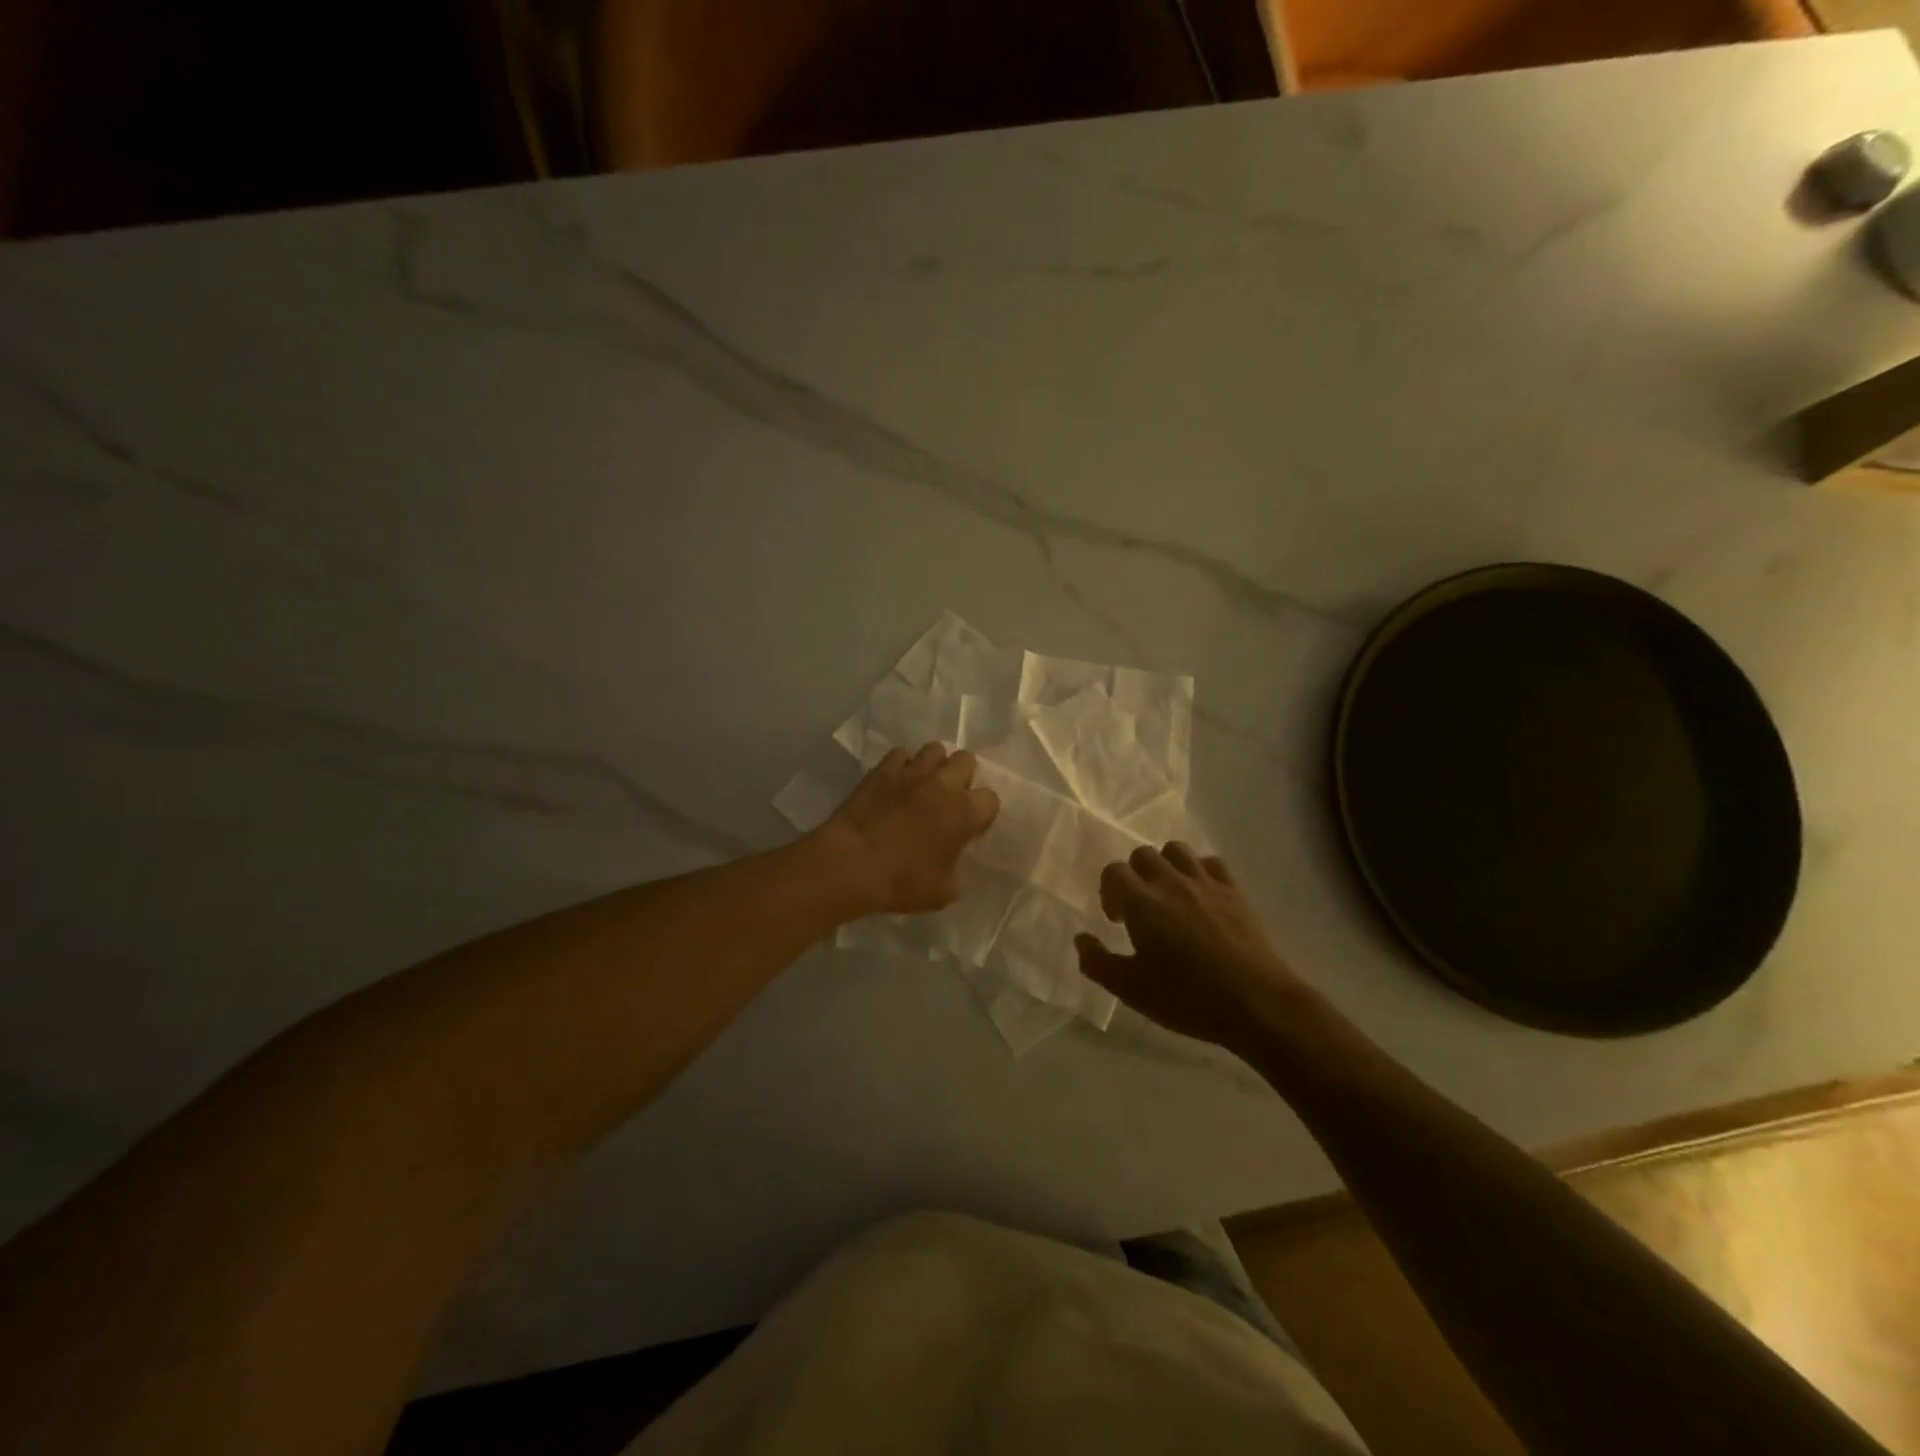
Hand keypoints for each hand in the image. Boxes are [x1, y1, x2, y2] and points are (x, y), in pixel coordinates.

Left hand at [812, 744, 999, 914]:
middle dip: (963, 776)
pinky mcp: (881, 770)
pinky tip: (896, 783)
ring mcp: (911, 772)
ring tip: (924, 785)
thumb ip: (955, 868)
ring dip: (934, 765)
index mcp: (964, 812)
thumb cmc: (901, 881)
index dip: (982, 813)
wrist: (850, 864)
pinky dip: (902, 765)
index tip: (970, 828)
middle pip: (966, 759)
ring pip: (934, 749)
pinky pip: (900, 754)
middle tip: (950, 799)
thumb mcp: (943, 892)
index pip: (990, 799)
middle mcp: (942, 784)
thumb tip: (950, 859)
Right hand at [1075, 843, 1313, 1049]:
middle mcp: (1171, 882)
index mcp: (1142, 902)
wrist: (1256, 1003)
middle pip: (1142, 855)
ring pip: (1177, 850)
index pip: (1113, 871)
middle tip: (1140, 909)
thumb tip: (1081, 939)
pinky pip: (1212, 862)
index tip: (1117, 920)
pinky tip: (1201, 896)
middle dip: (1134, 875)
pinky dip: (1200, 871)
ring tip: (1169, 894)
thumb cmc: (1187, 998)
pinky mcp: (1235, 891)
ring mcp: (1206, 883)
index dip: (1109, 891)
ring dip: (1166, 865)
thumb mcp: (1131, 990)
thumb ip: (1097, 962)